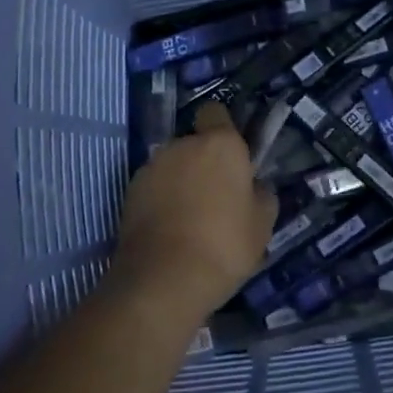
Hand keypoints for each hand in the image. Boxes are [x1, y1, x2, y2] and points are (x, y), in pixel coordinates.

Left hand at [112, 104, 276, 322]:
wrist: (164, 280)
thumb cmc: (224, 245)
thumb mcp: (262, 224)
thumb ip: (261, 195)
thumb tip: (255, 186)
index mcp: (220, 144)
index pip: (215, 112)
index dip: (222, 129)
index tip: (231, 157)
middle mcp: (182, 145)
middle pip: (194, 142)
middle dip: (203, 162)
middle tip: (216, 197)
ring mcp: (152, 167)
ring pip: (172, 165)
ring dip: (181, 181)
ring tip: (190, 219)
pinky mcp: (130, 192)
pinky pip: (154, 187)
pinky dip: (161, 200)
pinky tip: (170, 230)